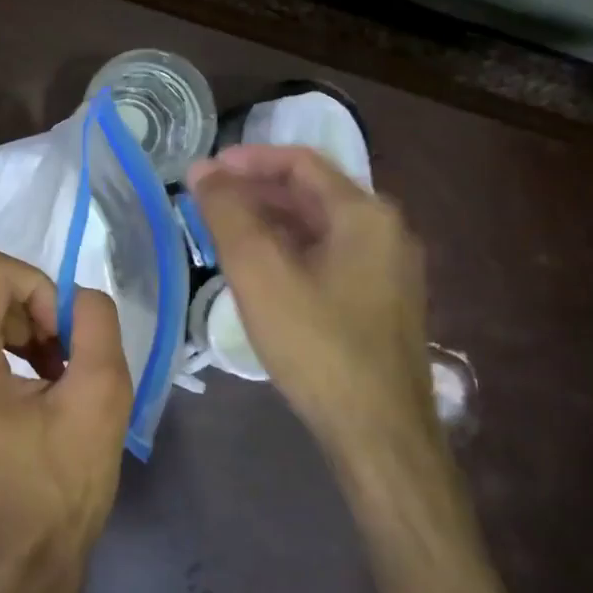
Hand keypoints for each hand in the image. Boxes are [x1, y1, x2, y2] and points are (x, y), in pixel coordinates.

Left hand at [0, 249, 132, 592]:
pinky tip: (31, 384)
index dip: (39, 288)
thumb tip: (77, 296)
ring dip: (21, 328)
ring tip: (53, 373)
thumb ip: (96, 322)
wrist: (23, 555)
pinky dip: (4, 346)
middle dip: (32, 311)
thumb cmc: (64, 483)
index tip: (63, 338)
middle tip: (64, 359)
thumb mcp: (103, 395)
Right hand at [187, 145, 436, 461]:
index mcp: (364, 214)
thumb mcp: (261, 274)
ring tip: (224, 234)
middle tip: (207, 202)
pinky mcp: (382, 302)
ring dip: (271, 222)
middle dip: (256, 191)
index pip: (300, 163)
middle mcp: (385, 232)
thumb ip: (229, 215)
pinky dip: (291, 251)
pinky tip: (261, 272)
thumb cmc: (317, 346)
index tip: (205, 171)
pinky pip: (330, 257)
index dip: (249, 160)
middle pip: (312, 193)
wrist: (379, 432)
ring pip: (320, 227)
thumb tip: (204, 170)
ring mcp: (389, 269)